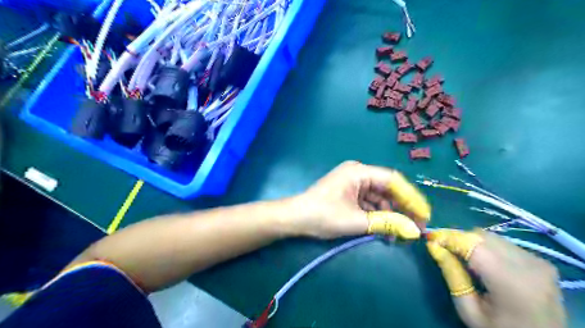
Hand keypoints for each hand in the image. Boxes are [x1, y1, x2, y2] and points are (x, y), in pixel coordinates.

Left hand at [288, 160, 428, 238]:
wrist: (294, 219)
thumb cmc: (323, 216)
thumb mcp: (356, 221)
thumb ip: (386, 224)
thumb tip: (414, 231)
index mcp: (359, 171)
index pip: (393, 181)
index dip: (411, 197)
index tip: (424, 215)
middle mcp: (358, 172)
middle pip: (387, 189)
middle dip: (401, 208)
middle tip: (415, 228)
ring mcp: (353, 183)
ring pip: (379, 197)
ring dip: (389, 215)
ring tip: (398, 234)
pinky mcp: (349, 193)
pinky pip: (368, 202)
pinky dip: (377, 215)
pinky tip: (383, 229)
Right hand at [428, 230, 564, 325]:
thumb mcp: (469, 311)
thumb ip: (452, 275)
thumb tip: (434, 246)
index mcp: (510, 281)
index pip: (472, 244)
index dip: (448, 238)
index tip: (430, 239)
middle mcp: (528, 265)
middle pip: (481, 236)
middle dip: (460, 240)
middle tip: (446, 250)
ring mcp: (538, 262)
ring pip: (492, 236)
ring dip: (474, 243)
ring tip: (465, 259)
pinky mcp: (542, 262)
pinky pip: (505, 243)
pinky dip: (488, 248)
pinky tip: (486, 264)